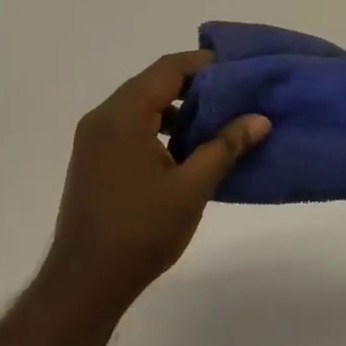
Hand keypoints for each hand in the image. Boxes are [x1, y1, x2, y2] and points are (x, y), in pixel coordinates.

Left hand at [43, 50, 269, 311]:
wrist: (85, 280)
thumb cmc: (141, 231)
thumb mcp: (191, 188)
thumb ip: (225, 147)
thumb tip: (259, 118)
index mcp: (123, 115)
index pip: (168, 69)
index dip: (204, 65)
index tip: (239, 70)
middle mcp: (102, 117)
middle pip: (153, 84)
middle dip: (194, 87)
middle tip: (235, 96)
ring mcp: (93, 139)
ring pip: (141, 106)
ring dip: (177, 110)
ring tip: (216, 123)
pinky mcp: (93, 159)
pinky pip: (129, 127)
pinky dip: (158, 128)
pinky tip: (185, 150)